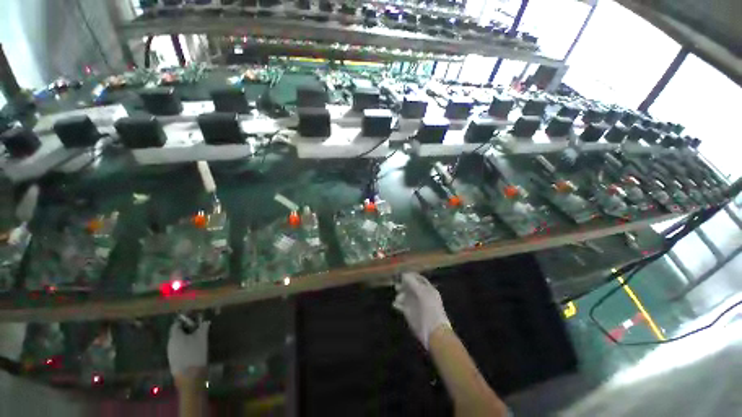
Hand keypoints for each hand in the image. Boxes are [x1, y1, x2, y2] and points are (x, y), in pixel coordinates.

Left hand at [168, 320, 209, 386]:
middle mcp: (170, 344)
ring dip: (186, 337)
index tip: (194, 317)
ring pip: (178, 341)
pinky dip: (185, 344)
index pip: (176, 324)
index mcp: (175, 337)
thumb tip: (205, 321)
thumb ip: (203, 328)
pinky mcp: (174, 361)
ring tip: (197, 336)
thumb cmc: (195, 354)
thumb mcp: (202, 338)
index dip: (184, 320)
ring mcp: (171, 353)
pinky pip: (178, 348)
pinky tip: (194, 347)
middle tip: (198, 326)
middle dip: (187, 328)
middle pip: (177, 333)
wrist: (190, 377)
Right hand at [393, 272, 449, 348]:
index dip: (410, 276)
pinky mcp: (409, 313)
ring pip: (405, 295)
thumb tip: (404, 275)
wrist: (433, 332)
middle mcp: (421, 295)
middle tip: (397, 286)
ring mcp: (415, 304)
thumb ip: (412, 283)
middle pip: (410, 286)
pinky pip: (401, 306)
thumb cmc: (430, 310)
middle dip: (403, 285)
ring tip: (398, 298)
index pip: (418, 279)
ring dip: (400, 295)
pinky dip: (397, 304)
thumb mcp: (422, 293)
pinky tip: (395, 304)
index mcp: (427, 289)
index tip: (401, 275)